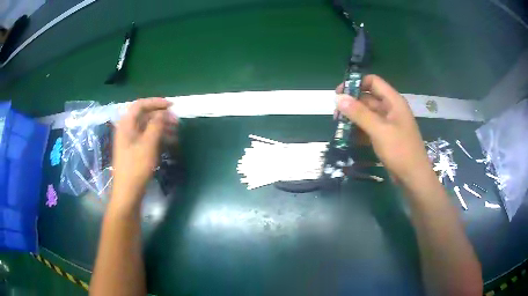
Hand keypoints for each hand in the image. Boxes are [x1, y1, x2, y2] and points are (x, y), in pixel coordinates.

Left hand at [112, 98, 176, 202]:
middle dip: (161, 116)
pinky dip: (158, 137)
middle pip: (144, 115)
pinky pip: (147, 138)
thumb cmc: (136, 167)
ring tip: (176, 132)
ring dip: (162, 127)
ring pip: (147, 127)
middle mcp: (127, 129)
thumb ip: (156, 125)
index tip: (171, 105)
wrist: (128, 192)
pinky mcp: (135, 150)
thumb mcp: (148, 144)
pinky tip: (169, 141)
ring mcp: (130, 140)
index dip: (156, 102)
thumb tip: (163, 113)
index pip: (140, 105)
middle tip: (176, 121)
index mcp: (126, 124)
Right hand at [336, 75, 432, 185]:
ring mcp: (388, 123)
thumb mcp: (379, 130)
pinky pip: (370, 127)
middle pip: (368, 98)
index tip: (339, 93)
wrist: (413, 177)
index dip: (356, 83)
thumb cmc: (400, 151)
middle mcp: (390, 109)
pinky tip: (349, 137)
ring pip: (367, 114)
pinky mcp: (385, 136)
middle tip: (336, 114)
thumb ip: (359, 113)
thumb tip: (339, 98)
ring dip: (354, 118)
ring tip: (339, 126)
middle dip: (352, 103)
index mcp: (393, 101)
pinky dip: (360, 130)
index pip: (373, 82)